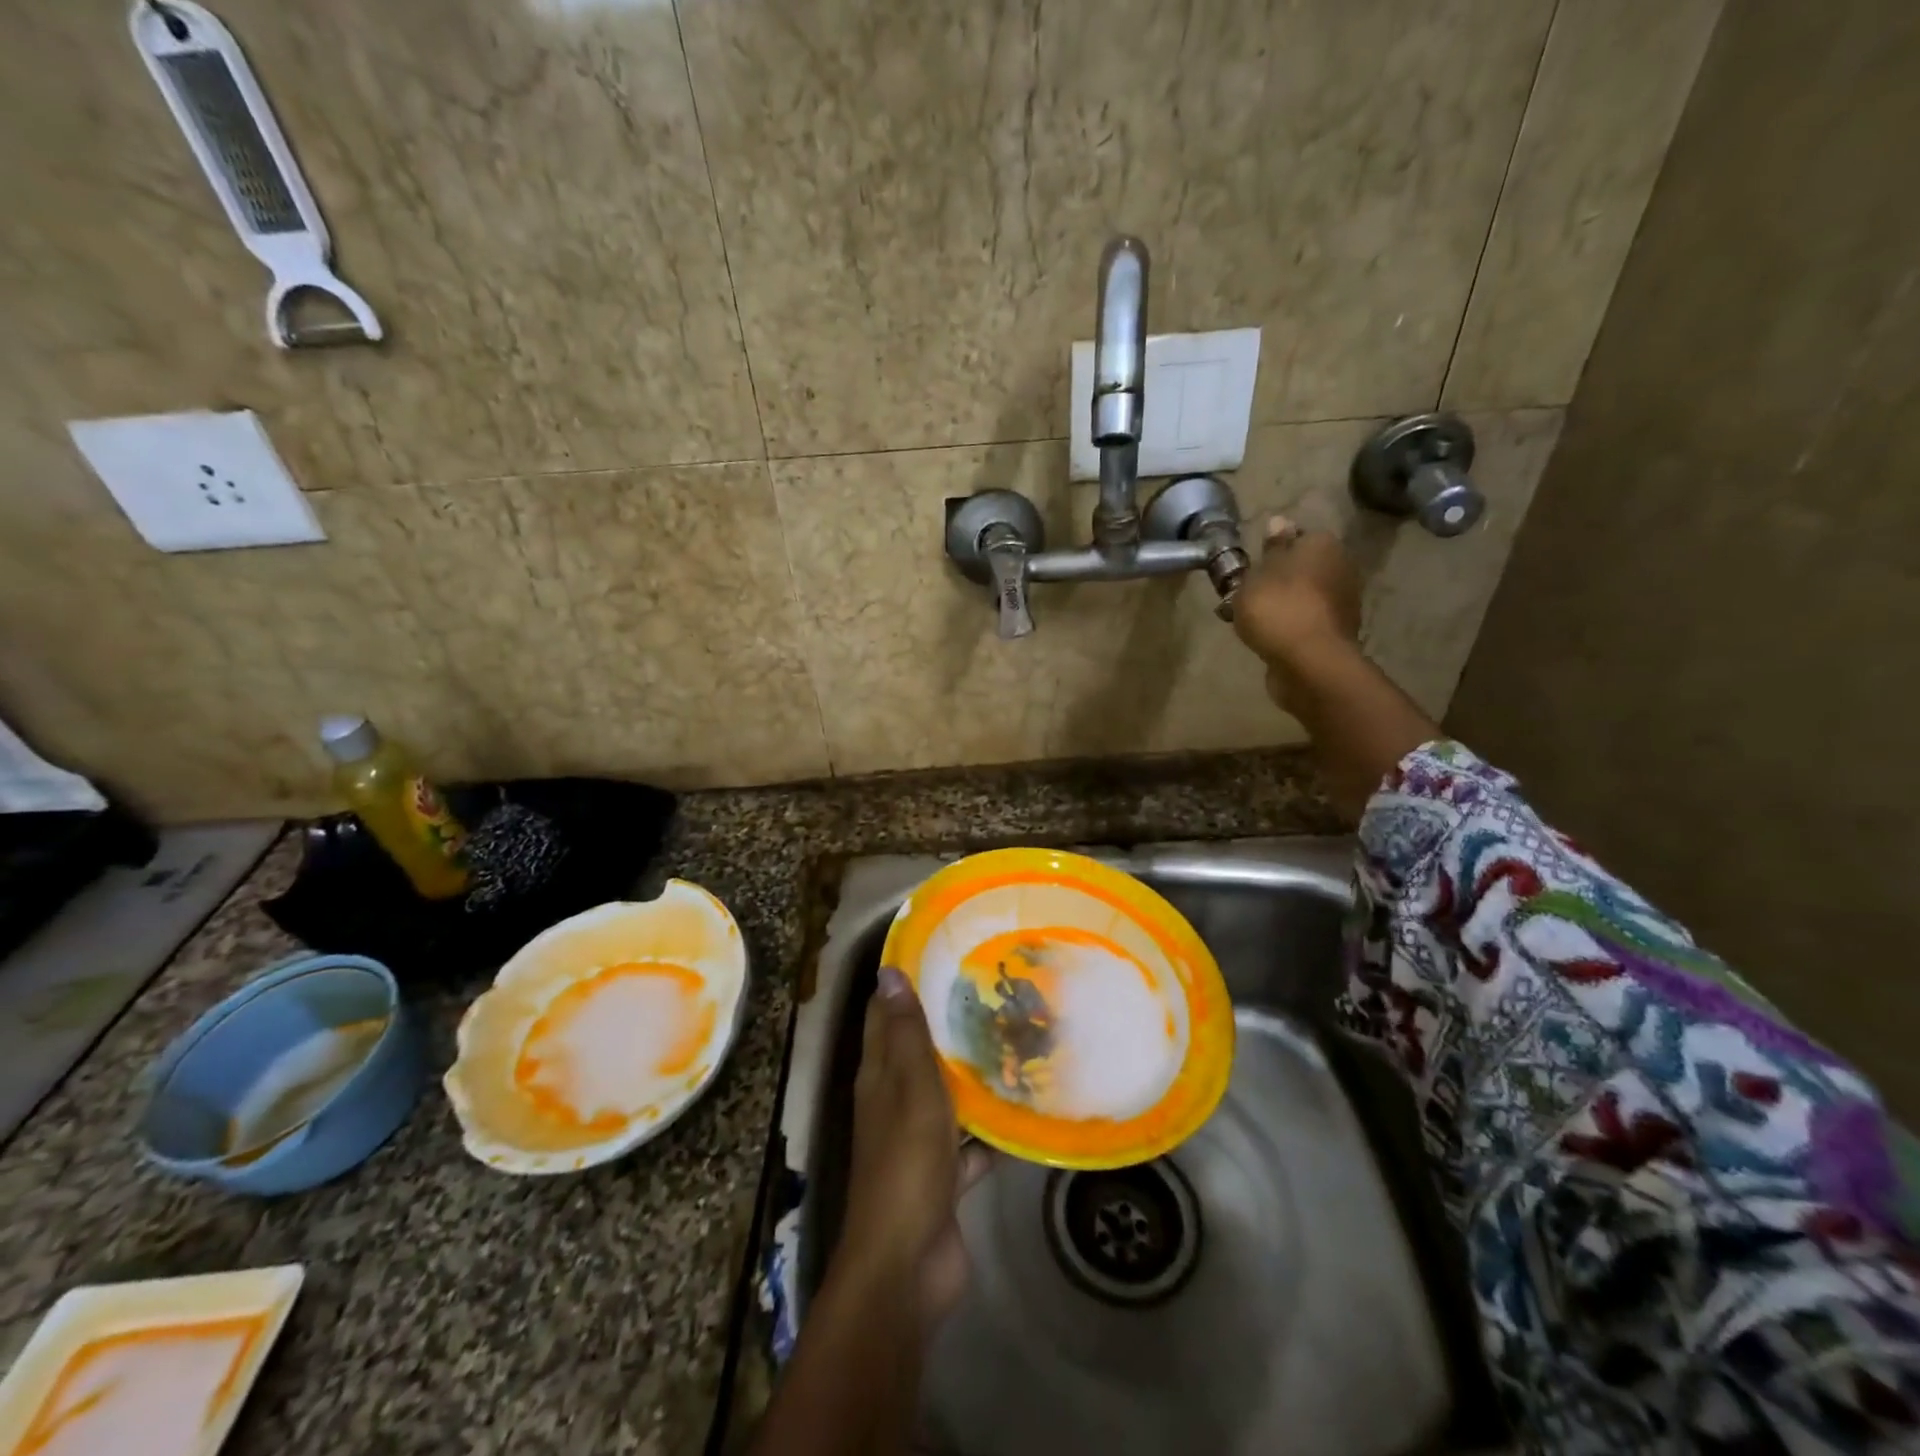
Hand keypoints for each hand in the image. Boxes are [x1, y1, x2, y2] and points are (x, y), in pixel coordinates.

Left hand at [840, 967, 992, 1327]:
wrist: (907, 1265)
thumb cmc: (906, 1163)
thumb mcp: (909, 1088)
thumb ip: (904, 1034)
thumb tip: (888, 971)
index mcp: (878, 1076)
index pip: (885, 1015)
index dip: (904, 983)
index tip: (941, 950)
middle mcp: (894, 1102)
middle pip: (918, 1053)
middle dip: (947, 1024)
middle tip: (992, 990)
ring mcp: (918, 1142)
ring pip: (945, 1096)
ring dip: (970, 1076)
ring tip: (1014, 1041)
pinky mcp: (943, 1178)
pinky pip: (969, 1144)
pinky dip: (990, 1133)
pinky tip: (1024, 1113)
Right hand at [1231, 516, 1362, 710]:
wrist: (1308, 662)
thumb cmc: (1277, 608)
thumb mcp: (1258, 573)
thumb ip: (1270, 549)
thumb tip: (1279, 522)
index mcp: (1322, 544)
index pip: (1296, 537)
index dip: (1271, 551)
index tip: (1250, 569)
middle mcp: (1341, 567)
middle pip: (1302, 567)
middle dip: (1278, 579)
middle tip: (1247, 595)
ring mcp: (1343, 602)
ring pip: (1305, 595)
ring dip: (1284, 604)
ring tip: (1253, 621)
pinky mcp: (1337, 632)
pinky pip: (1307, 621)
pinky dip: (1291, 626)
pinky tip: (1270, 638)